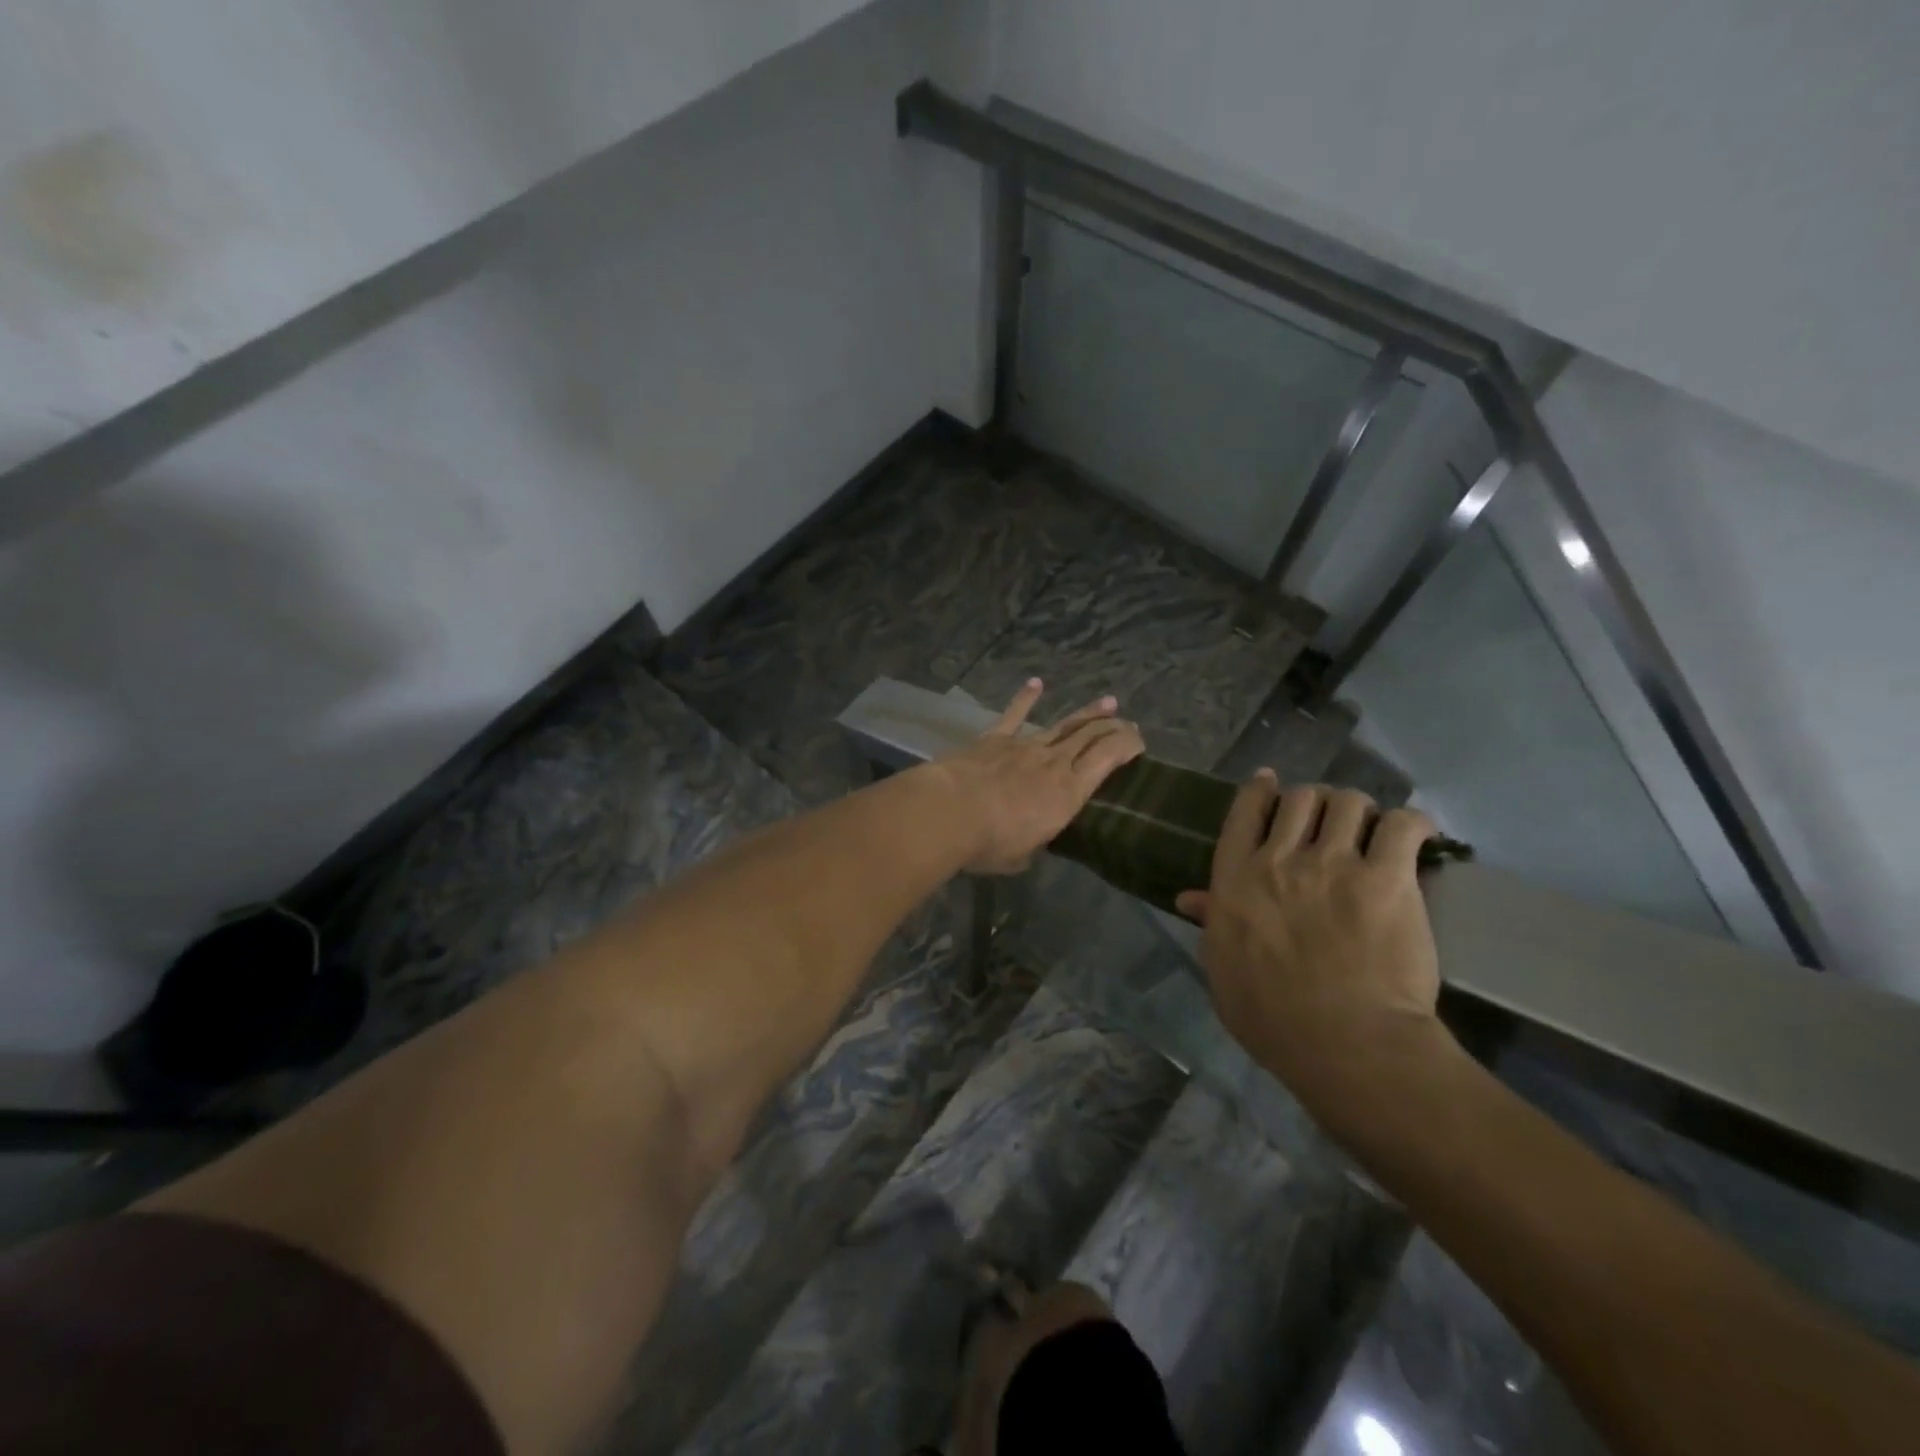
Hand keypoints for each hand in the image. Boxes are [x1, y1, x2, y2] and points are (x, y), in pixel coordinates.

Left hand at [938, 679, 1145, 875]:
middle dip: (1113, 727)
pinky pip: (1014, 715)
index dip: (1128, 746)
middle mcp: (1054, 763)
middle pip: (1090, 737)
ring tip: (1107, 702)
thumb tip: (1030, 843)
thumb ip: (1033, 844)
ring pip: (1063, 725)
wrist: (949, 812)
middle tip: (1128, 722)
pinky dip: (1026, 697)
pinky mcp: (995, 739)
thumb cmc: (990, 842)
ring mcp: (1024, 746)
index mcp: (1068, 793)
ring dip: (1086, 714)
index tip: (1140, 742)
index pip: (1108, 760)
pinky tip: (1036, 683)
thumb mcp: (1022, 856)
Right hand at [1174, 773, 1450, 1099]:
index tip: (1271, 783)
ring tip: (1371, 829)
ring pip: (1349, 802)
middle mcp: (1281, 858)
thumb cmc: (1270, 1016)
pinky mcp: (1388, 879)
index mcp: (1236, 878)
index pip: (1246, 812)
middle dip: (1316, 802)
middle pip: (1301, 798)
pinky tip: (1415, 834)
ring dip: (1359, 810)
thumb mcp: (1222, 968)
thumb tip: (1189, 897)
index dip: (1260, 790)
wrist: (1343, 1043)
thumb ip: (1212, 923)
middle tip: (1329, 821)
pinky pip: (1403, 825)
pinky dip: (1412, 824)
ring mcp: (1335, 865)